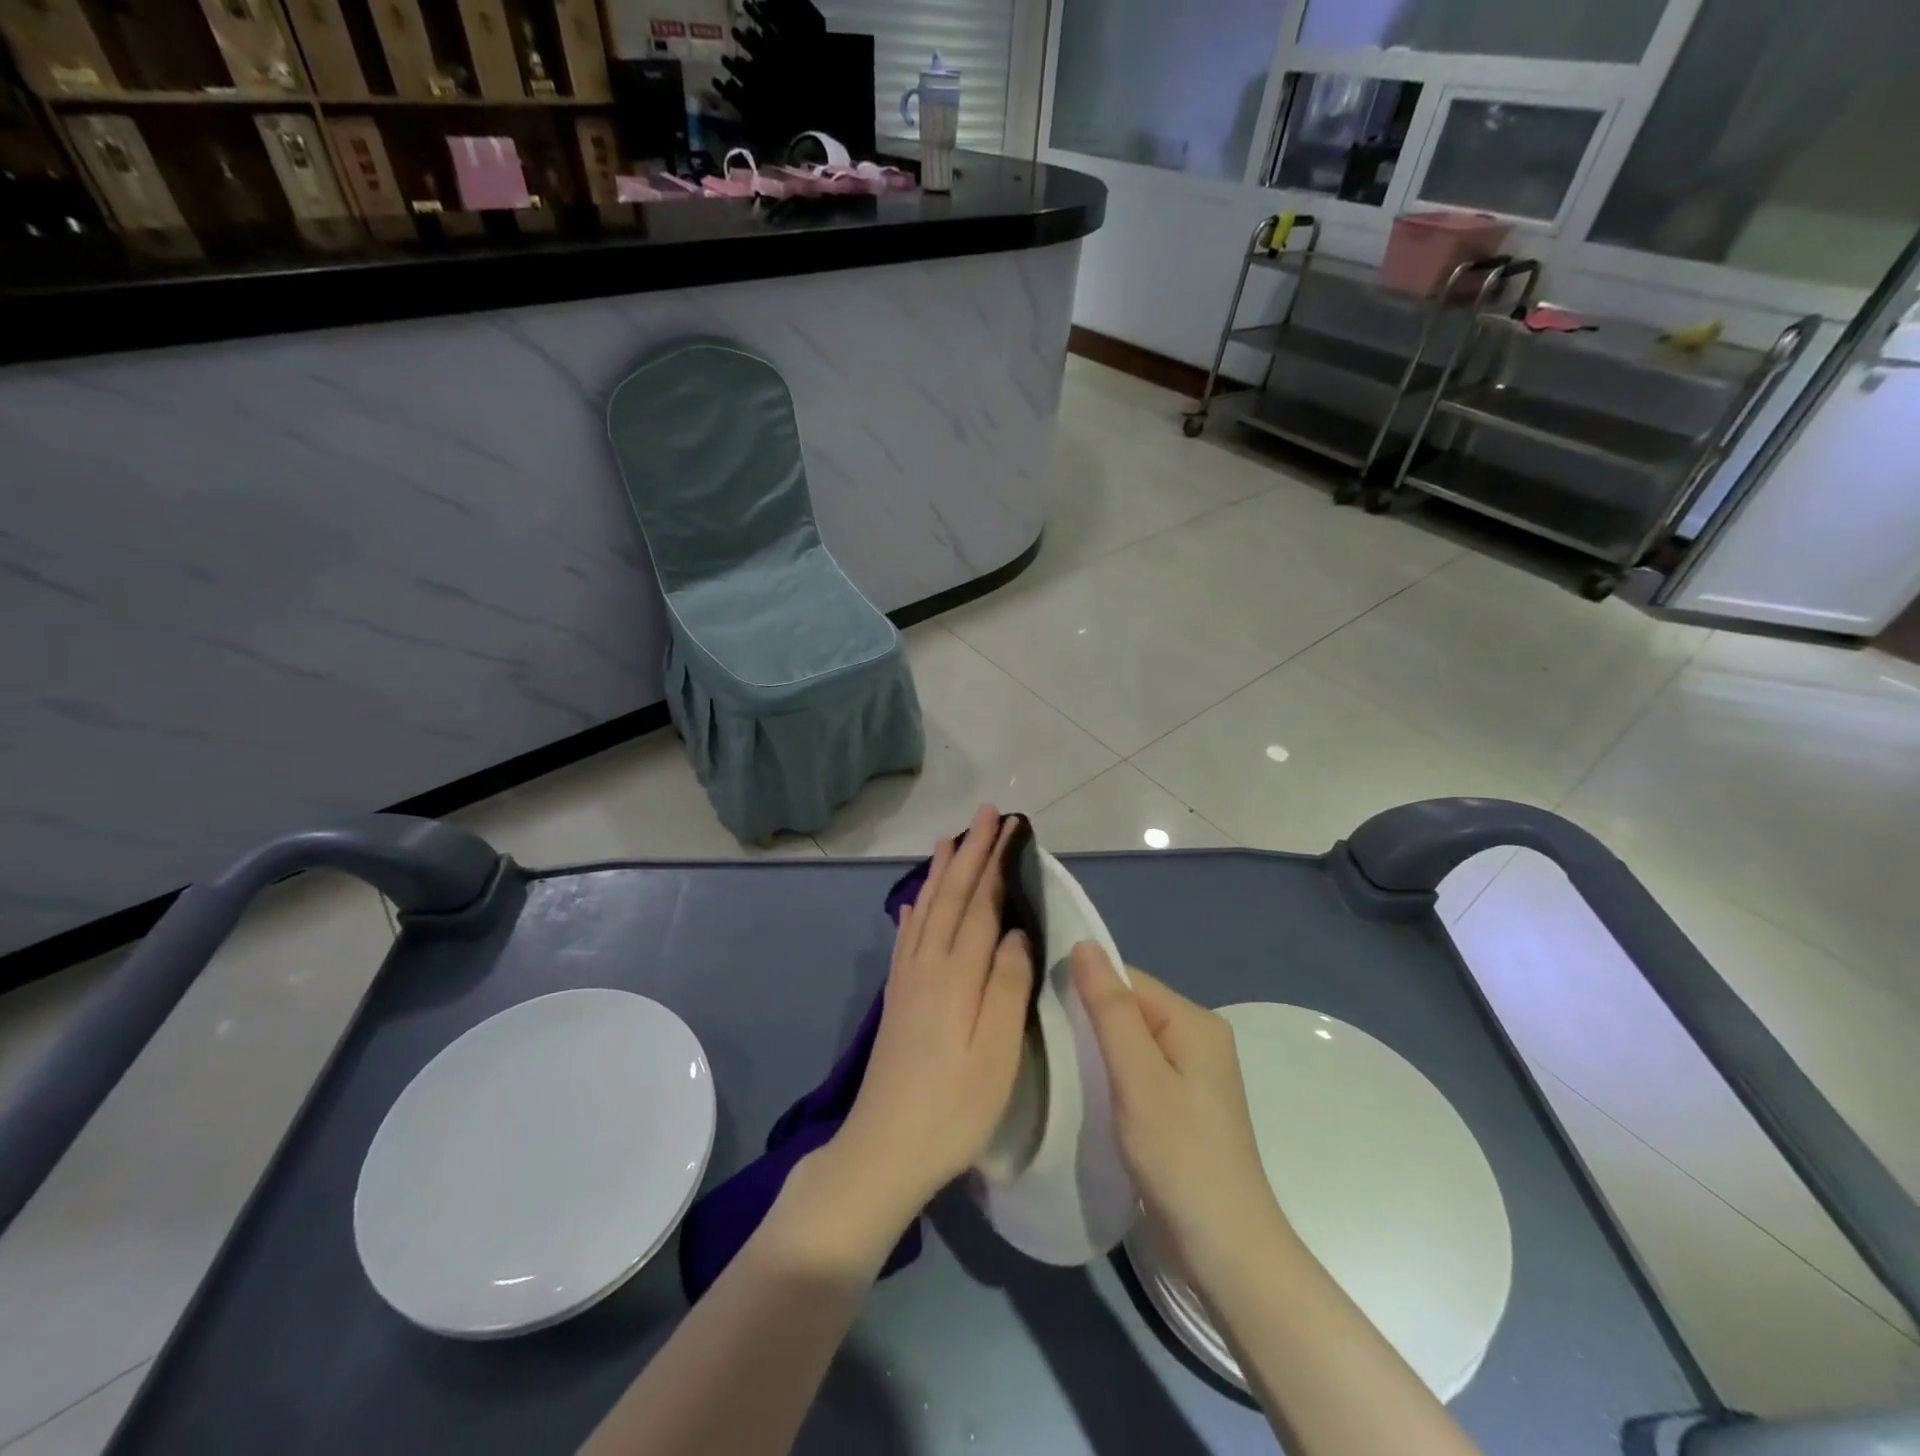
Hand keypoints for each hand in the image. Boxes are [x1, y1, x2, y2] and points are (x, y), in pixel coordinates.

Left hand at [829, 805, 1034, 1238]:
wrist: (884, 1150)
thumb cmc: (953, 1108)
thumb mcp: (997, 1054)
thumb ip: (1008, 987)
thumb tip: (1017, 932)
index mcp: (957, 975)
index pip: (980, 904)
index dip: (995, 863)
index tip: (1008, 826)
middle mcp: (927, 965)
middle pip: (951, 897)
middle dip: (970, 853)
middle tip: (985, 815)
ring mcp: (907, 981)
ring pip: (926, 910)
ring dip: (940, 873)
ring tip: (948, 840)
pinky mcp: (896, 999)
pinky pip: (905, 939)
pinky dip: (913, 913)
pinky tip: (913, 902)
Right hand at [1072, 943, 1286, 1282]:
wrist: (1226, 1252)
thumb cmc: (1179, 1155)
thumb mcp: (1138, 1076)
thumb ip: (1110, 1008)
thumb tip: (1084, 943)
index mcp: (1194, 1020)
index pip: (1127, 980)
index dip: (1084, 990)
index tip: (1041, 1010)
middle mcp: (1198, 1037)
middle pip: (1129, 1008)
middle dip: (1088, 1021)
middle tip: (1044, 1043)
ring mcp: (1192, 1074)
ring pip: (1129, 1041)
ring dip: (1096, 1051)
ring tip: (1057, 1066)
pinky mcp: (1182, 1105)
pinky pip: (1137, 1070)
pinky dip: (1110, 1075)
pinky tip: (1086, 1092)